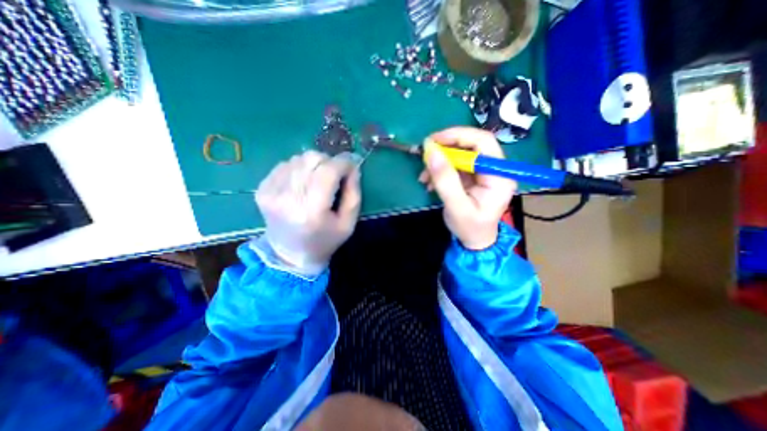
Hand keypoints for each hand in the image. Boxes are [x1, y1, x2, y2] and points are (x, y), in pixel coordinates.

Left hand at [255, 149, 363, 274]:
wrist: (290, 254)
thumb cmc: (325, 241)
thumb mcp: (348, 223)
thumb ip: (353, 194)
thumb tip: (353, 168)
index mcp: (312, 211)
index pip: (328, 171)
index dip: (344, 163)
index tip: (352, 165)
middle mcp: (288, 198)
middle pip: (312, 159)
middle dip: (329, 162)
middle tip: (335, 175)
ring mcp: (271, 192)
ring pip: (299, 158)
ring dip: (314, 165)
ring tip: (318, 181)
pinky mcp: (262, 189)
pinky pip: (286, 164)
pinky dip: (299, 169)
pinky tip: (303, 184)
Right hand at [419, 126, 513, 248]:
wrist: (474, 241)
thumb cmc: (469, 228)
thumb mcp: (456, 207)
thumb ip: (445, 180)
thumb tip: (431, 152)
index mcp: (499, 175)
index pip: (483, 142)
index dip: (458, 136)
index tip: (434, 140)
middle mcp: (494, 169)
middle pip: (471, 145)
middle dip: (445, 149)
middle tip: (425, 154)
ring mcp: (482, 172)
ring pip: (460, 154)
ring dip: (439, 162)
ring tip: (424, 176)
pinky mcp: (472, 176)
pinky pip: (454, 165)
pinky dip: (439, 170)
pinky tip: (429, 181)